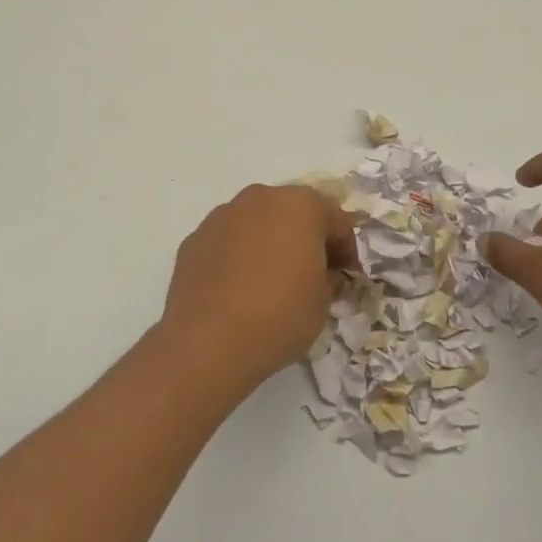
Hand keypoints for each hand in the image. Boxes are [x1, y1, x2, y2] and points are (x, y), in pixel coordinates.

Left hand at [160, 185, 357, 382]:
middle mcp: (260, 199)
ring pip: (257, 223)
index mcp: (300, 206)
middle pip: (293, 213)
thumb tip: (326, 275)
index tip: (347, 276)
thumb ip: (330, 279)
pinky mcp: (194, 238)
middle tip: (312, 273)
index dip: (346, 249)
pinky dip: (239, 255)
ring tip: (271, 280)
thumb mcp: (323, 303)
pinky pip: (228, 241)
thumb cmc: (280, 316)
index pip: (336, 220)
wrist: (208, 343)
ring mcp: (222, 216)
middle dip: (306, 238)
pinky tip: (239, 288)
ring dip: (270, 243)